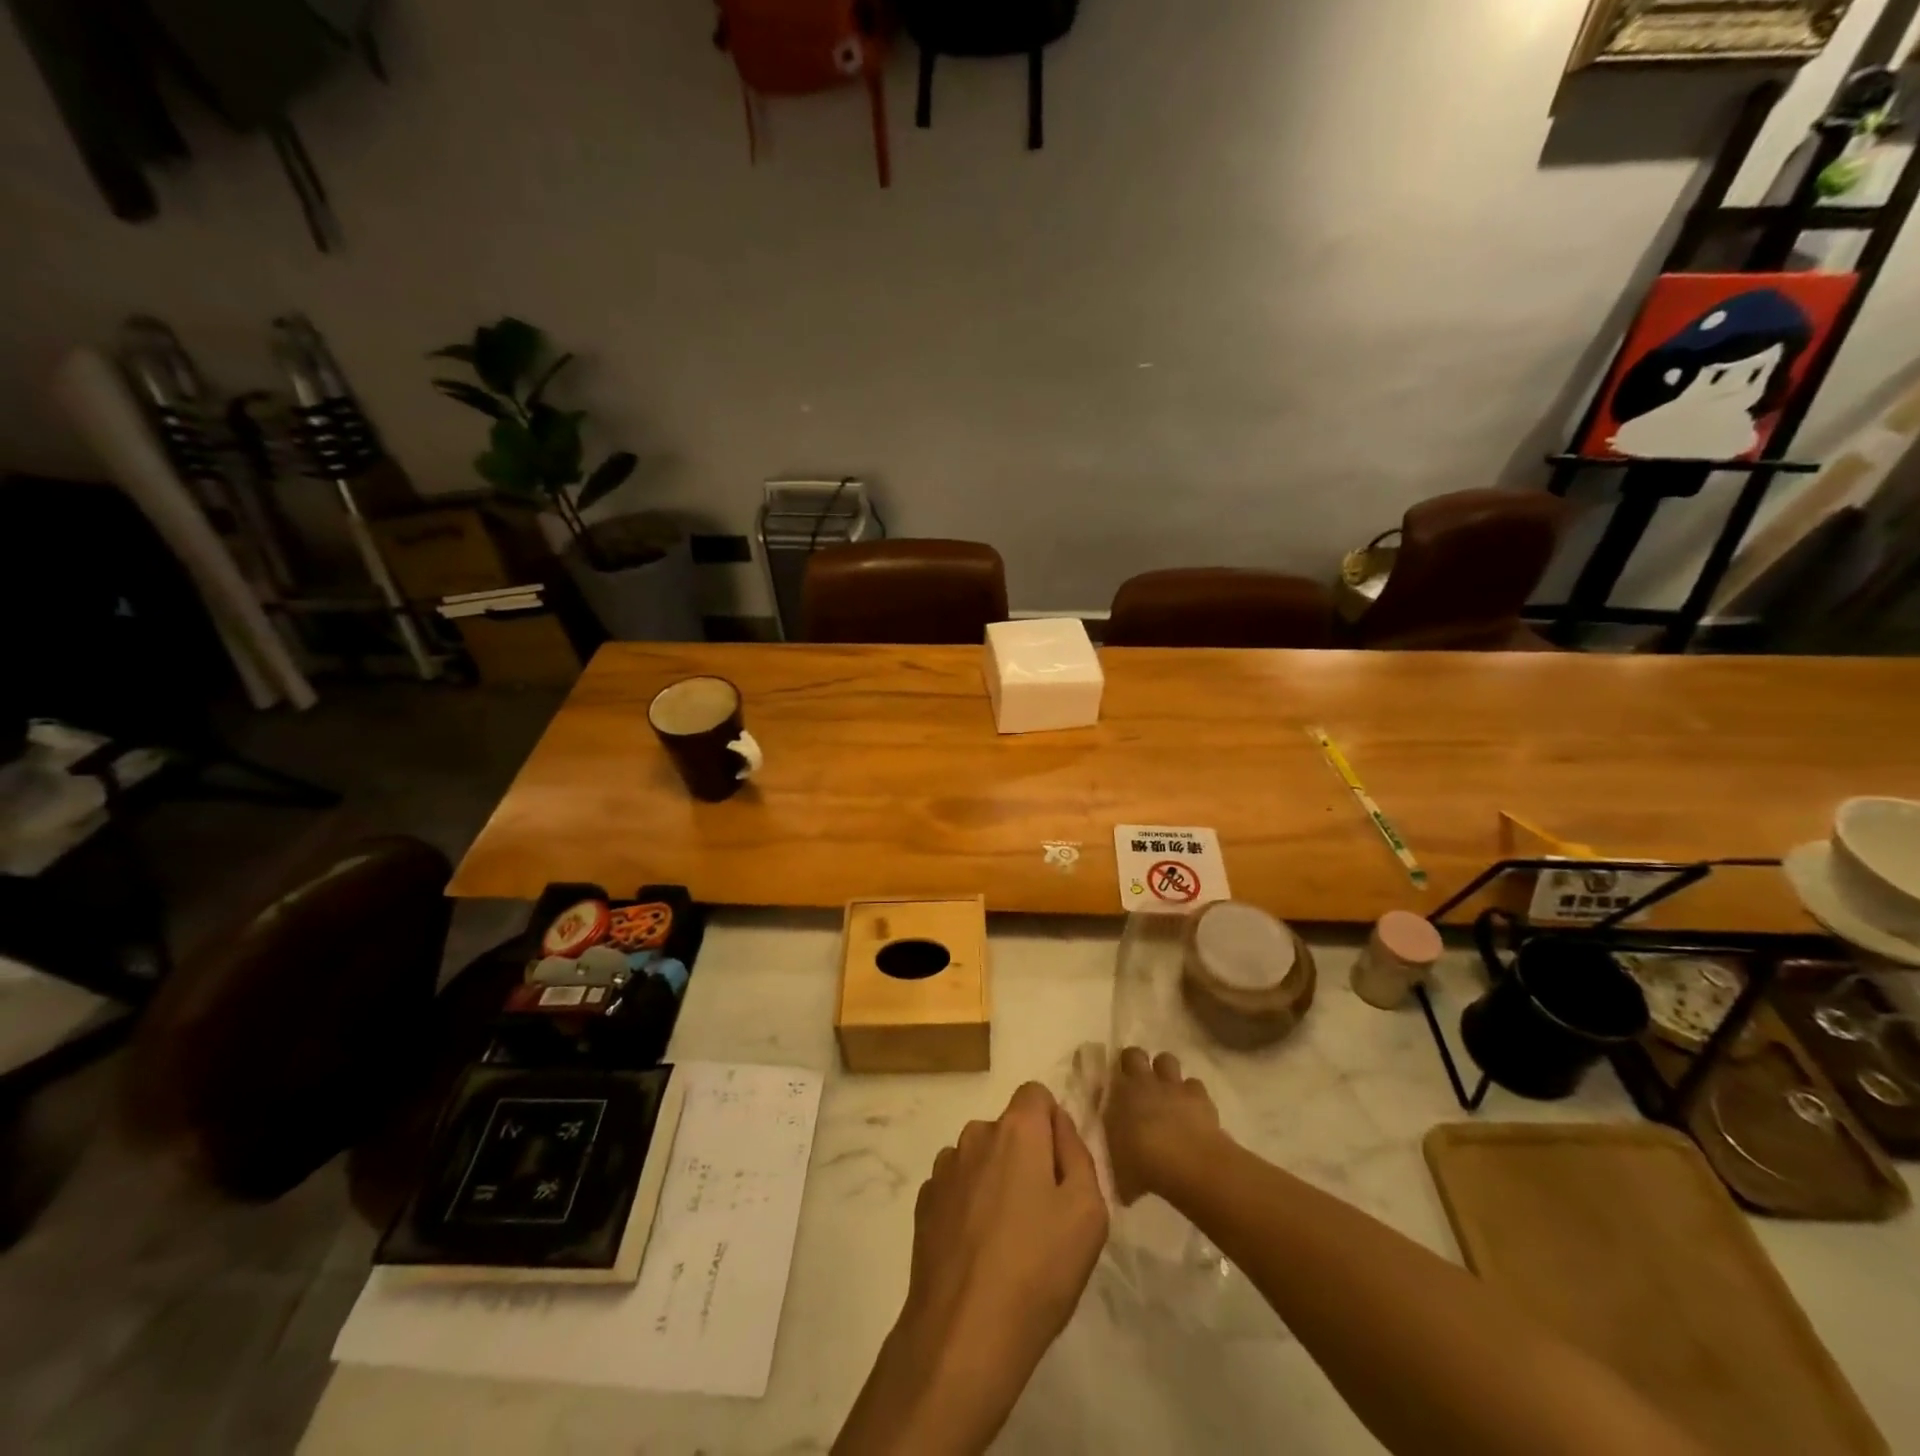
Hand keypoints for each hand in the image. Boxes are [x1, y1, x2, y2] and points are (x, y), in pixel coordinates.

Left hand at [835, 1083, 1106, 1455]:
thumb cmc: (1038, 1270)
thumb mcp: (1088, 1212)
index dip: (1053, 1125)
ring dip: (996, 1180)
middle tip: (1043, 1214)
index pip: (1036, 1094)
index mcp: (1016, 1130)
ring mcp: (944, 1169)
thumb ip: (1078, 1154)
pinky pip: (957, 1187)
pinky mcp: (924, 1203)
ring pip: (981, 1158)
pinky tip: (979, 1252)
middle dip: (1027, 1156)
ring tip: (1009, 1240)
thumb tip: (1058, 1126)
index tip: (1061, 1170)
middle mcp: (975, 1135)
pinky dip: (970, 1205)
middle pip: (1009, 1128)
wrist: (963, 1335)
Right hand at [1104, 1047, 1222, 1204]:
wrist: (1186, 1163)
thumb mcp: (1117, 1166)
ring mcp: (1171, 1085)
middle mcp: (1141, 1082)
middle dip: (1135, 1062)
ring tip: (1166, 1091)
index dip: (1110, 1077)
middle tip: (1138, 1082)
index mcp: (1117, 1095)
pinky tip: (1192, 1109)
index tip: (1112, 1088)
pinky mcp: (1198, 1094)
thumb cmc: (1142, 1166)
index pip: (1106, 1072)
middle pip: (1134, 1054)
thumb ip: (1113, 1157)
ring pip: (1166, 1059)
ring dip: (1165, 1072)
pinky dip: (1192, 1093)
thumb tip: (1114, 1165)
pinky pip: (1193, 1084)